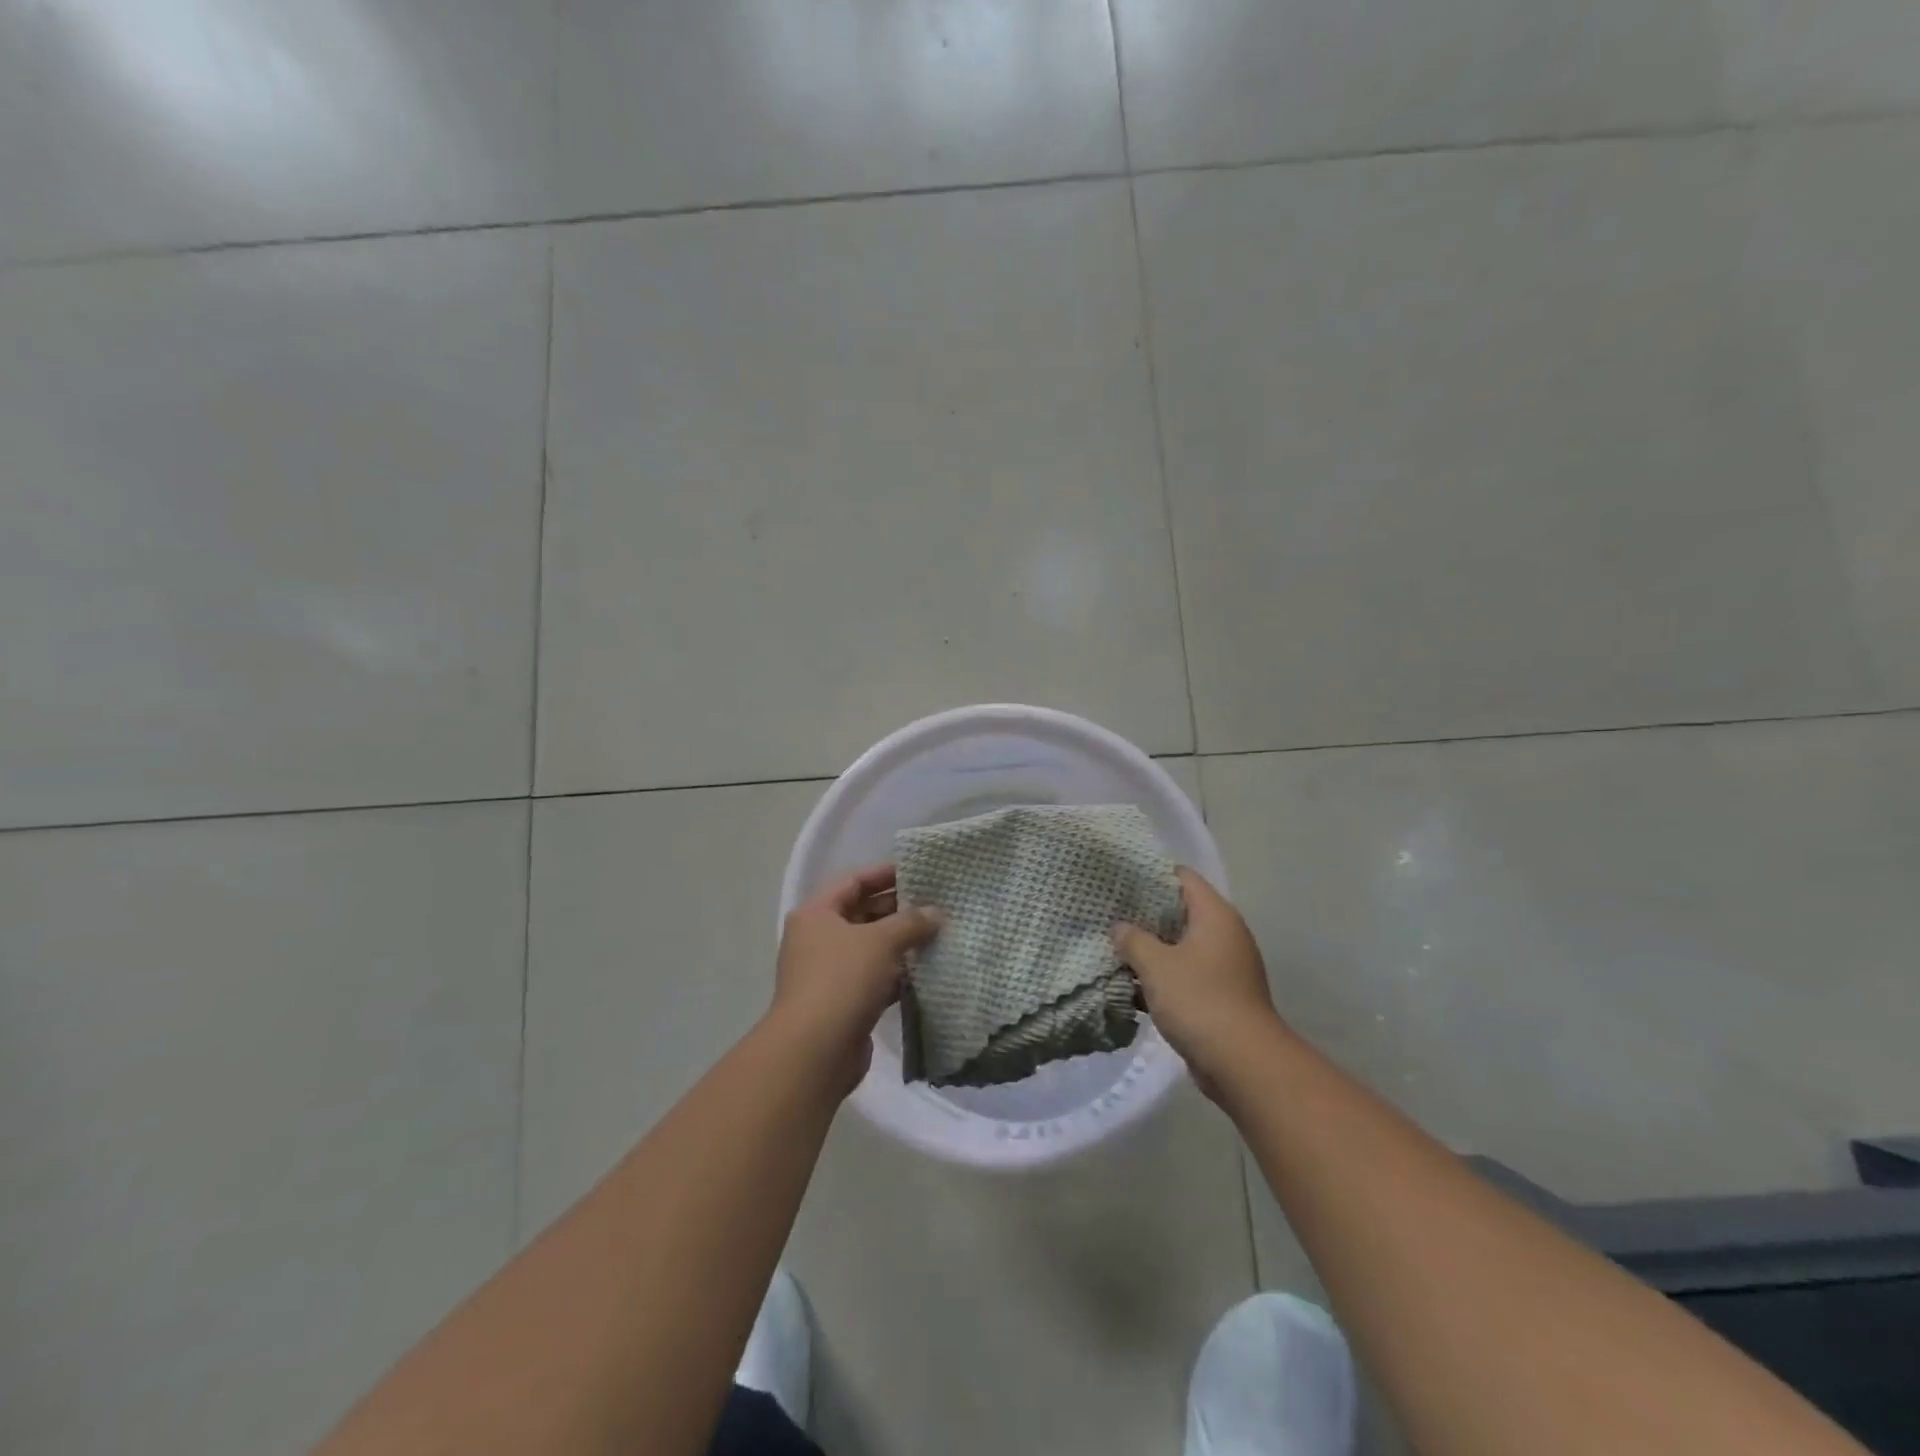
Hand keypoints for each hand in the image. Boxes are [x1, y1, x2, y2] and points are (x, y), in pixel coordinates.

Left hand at [771, 864, 941, 1092]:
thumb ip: (911, 922)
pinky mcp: (843, 1002)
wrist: (815, 1051)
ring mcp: (829, 973)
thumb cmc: (842, 980)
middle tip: (936, 905)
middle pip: (862, 913)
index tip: (919, 871)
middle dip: (898, 910)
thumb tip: (936, 914)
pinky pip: (875, 978)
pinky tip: (926, 971)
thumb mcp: (881, 942)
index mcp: (817, 914)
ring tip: (938, 935)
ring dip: (901, 943)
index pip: (854, 881)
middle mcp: (818, 939)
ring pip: (871, 948)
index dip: (885, 874)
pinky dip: (897, 974)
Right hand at [1113, 868, 1283, 1094]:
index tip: (1119, 879)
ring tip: (1114, 947)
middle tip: (1109, 913)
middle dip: (1145, 915)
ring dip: (1151, 950)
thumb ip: (1133, 940)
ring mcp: (1225, 967)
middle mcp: (1225, 935)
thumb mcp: (1156, 965)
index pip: (1182, 877)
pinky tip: (1131, 985)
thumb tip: (1119, 927)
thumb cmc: (1199, 1000)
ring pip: (1180, 947)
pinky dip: (1162, 977)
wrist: (1243, 1064)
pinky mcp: (1220, 996)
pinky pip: (1186, 975)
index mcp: (1216, 915)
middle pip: (1180, 912)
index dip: (1150, 874)